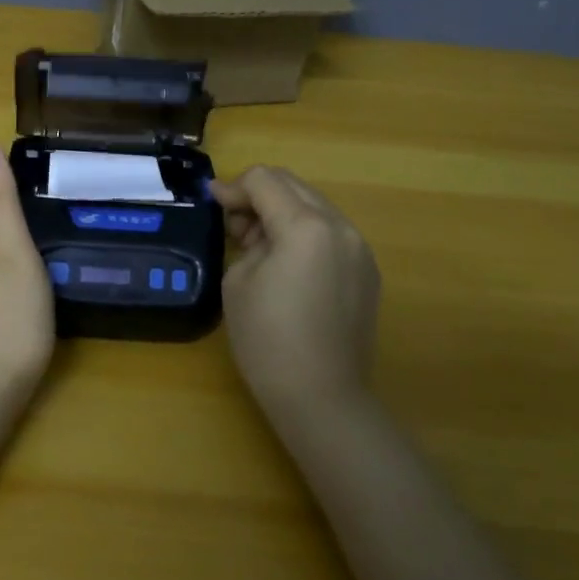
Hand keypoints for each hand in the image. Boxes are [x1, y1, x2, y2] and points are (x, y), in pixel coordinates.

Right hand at [208, 166, 380, 420]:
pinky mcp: (366, 271)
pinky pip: (330, 232)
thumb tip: (250, 224)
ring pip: (314, 206)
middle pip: (293, 185)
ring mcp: (360, 249)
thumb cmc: (268, 340)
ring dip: (281, 211)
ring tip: (256, 244)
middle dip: (258, 194)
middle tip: (231, 222)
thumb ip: (246, 238)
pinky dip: (303, 232)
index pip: (265, 181)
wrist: (321, 398)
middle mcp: (340, 227)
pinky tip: (284, 262)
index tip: (212, 202)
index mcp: (306, 227)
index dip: (233, 187)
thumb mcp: (238, 280)